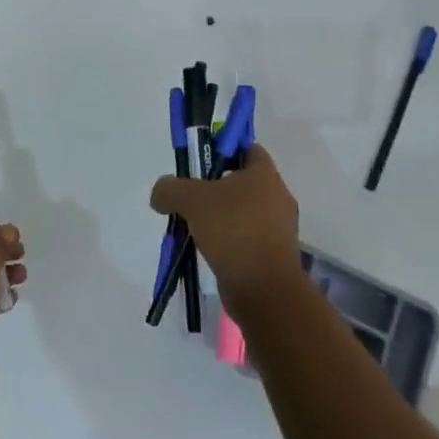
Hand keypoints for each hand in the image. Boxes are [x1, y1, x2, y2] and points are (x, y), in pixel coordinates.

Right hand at [150, 145, 302, 306]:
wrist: (264, 290)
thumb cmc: (232, 230)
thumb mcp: (190, 199)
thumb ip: (169, 188)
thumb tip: (160, 195)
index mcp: (265, 175)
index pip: (246, 148)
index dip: (222, 149)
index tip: (199, 162)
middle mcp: (277, 197)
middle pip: (241, 181)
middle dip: (214, 187)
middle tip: (189, 196)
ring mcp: (278, 228)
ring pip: (242, 211)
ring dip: (218, 216)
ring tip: (193, 226)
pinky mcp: (273, 255)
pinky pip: (245, 237)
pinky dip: (227, 240)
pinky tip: (206, 248)